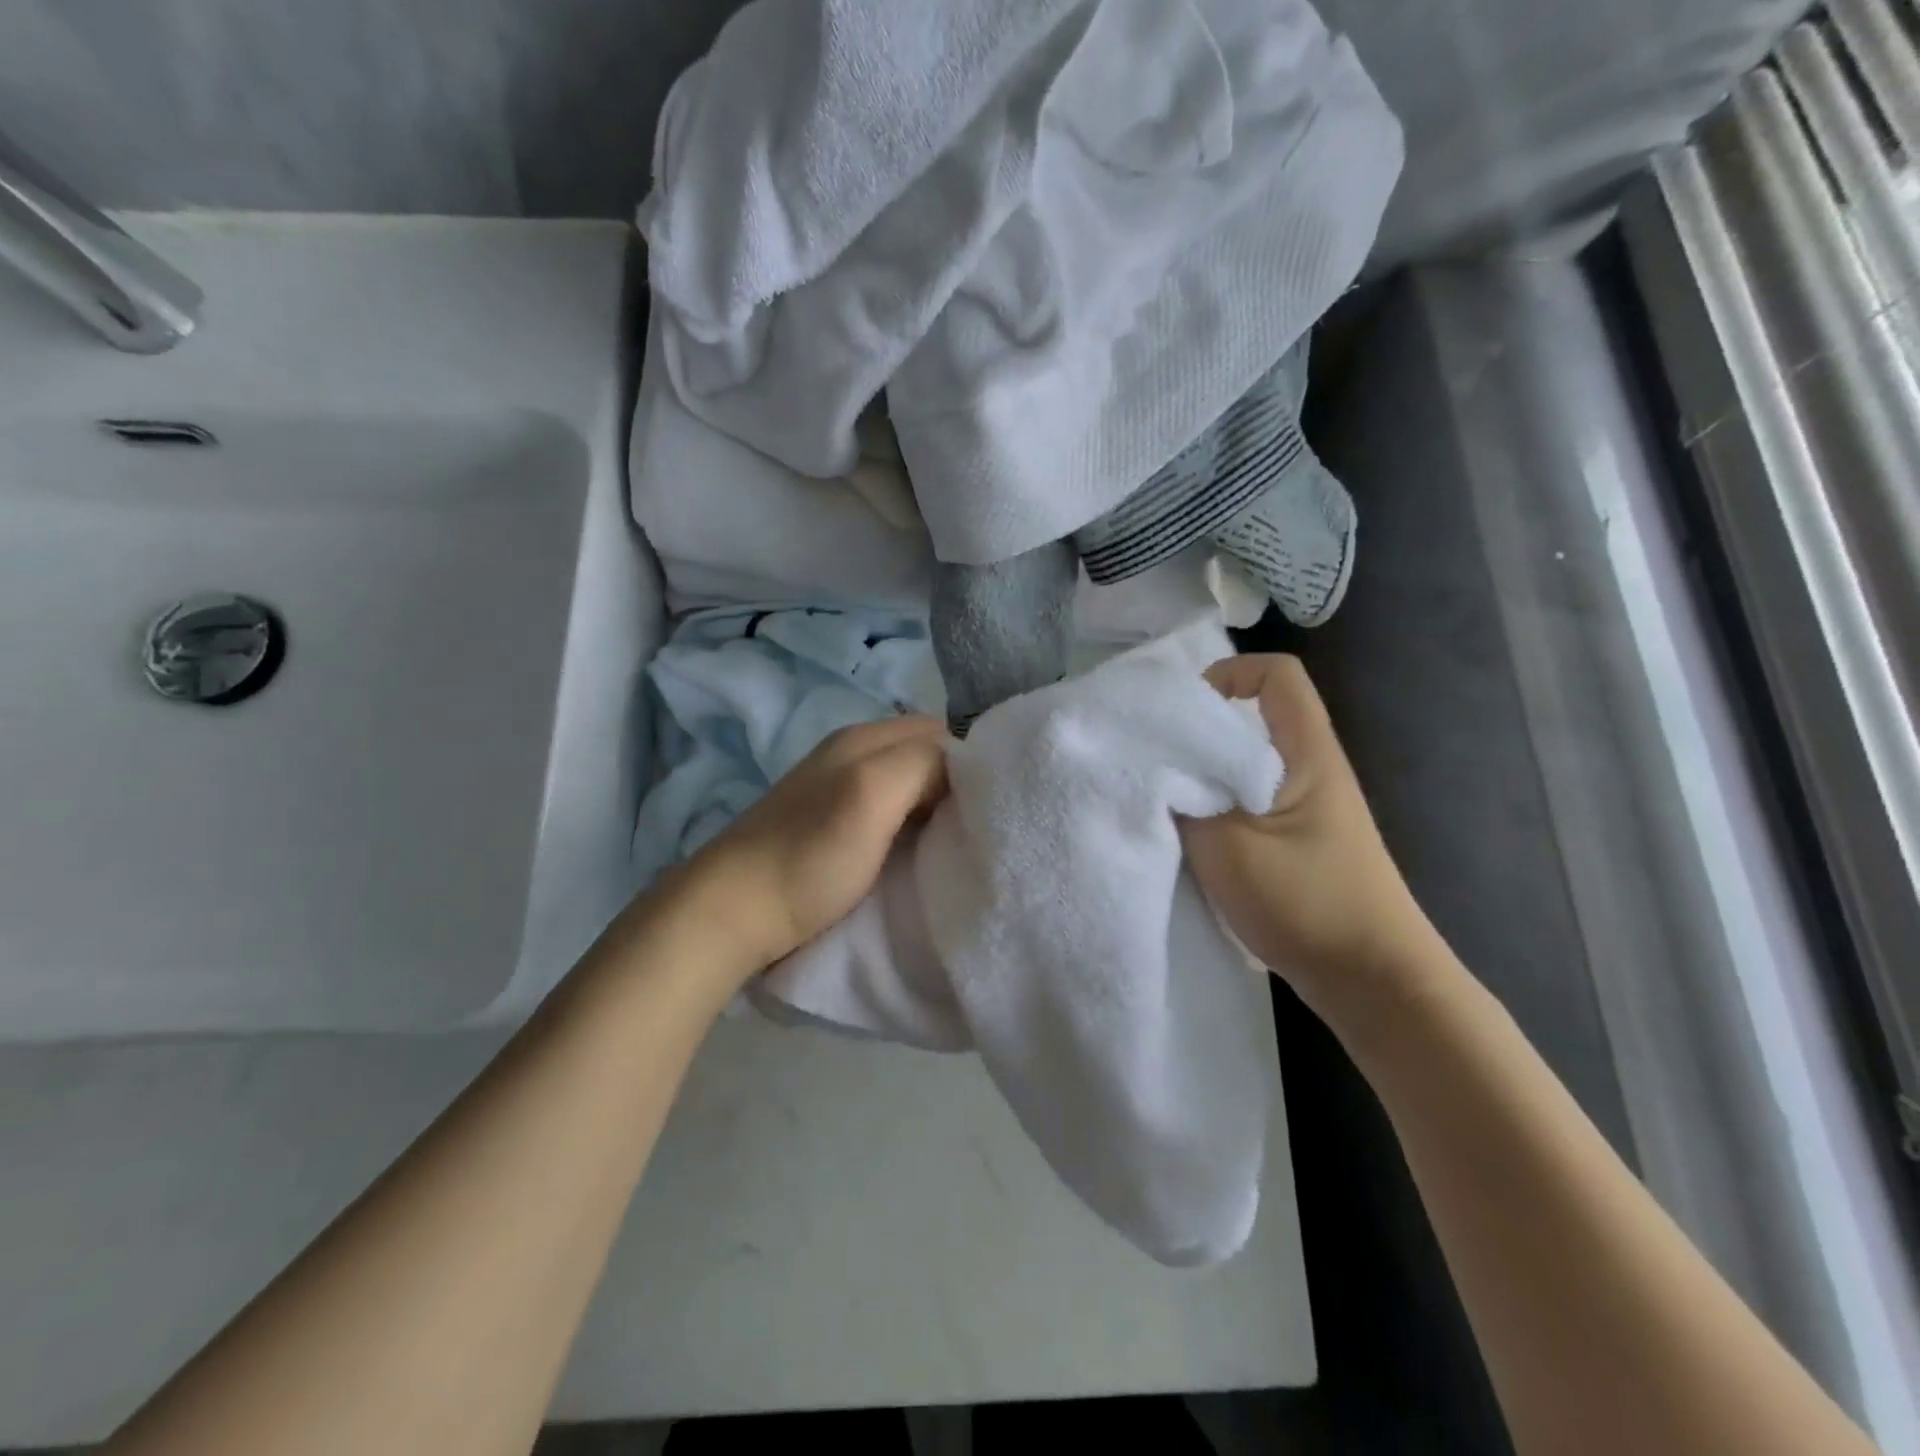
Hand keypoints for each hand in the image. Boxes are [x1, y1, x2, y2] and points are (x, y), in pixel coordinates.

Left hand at [681, 715, 950, 971]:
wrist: (733, 913)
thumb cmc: (809, 855)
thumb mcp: (871, 794)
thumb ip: (921, 763)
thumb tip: (960, 769)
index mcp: (863, 737)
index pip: (941, 733)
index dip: (971, 764)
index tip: (990, 807)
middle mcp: (850, 754)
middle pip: (924, 758)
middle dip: (955, 787)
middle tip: (976, 828)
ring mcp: (836, 791)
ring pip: (907, 787)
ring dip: (933, 810)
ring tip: (953, 843)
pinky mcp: (829, 827)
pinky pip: (886, 813)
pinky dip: (909, 827)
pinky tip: (914, 853)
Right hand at [1183, 655, 1433, 997]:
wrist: (1374, 983)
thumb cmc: (1306, 902)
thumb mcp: (1228, 847)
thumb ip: (1184, 801)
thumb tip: (1152, 772)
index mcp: (1306, 754)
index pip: (1277, 675)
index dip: (1228, 673)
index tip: (1181, 712)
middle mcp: (1310, 771)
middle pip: (1253, 720)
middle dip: (1199, 731)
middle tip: (1150, 756)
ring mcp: (1305, 810)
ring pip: (1246, 767)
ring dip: (1203, 776)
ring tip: (1161, 797)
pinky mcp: (1296, 844)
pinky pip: (1247, 805)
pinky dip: (1213, 810)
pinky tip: (1187, 837)